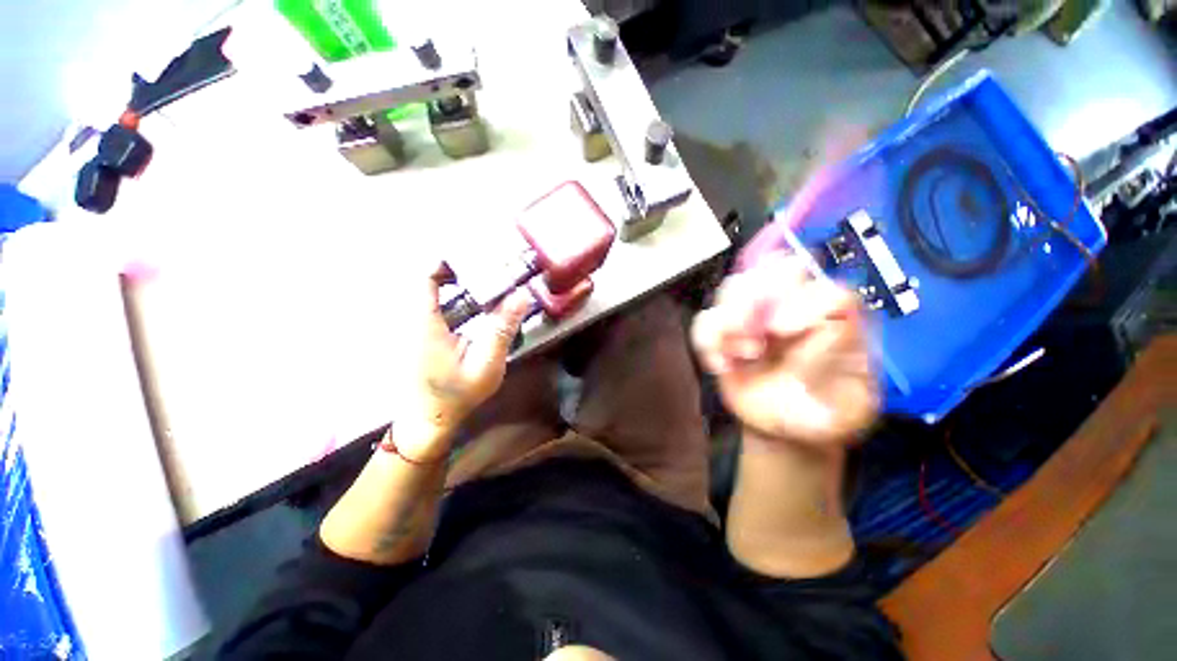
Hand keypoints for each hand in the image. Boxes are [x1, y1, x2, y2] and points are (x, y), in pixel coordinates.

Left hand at [396, 264, 531, 459]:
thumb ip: (502, 328)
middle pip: (429, 279)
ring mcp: (416, 327)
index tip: (475, 254)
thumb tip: (521, 295)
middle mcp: (415, 318)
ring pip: (432, 291)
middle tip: (490, 266)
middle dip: (458, 268)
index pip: (425, 276)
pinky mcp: (422, 335)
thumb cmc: (457, 394)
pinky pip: (436, 305)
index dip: (445, 260)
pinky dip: (455, 297)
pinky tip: (479, 305)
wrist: (430, 420)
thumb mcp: (486, 363)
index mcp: (425, 321)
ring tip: (489, 280)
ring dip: (458, 282)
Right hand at [691, 254, 877, 445]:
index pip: (827, 290)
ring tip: (741, 354)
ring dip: (729, 318)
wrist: (784, 429)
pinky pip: (705, 321)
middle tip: (749, 331)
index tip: (780, 332)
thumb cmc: (823, 417)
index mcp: (836, 321)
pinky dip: (707, 341)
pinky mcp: (726, 334)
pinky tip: (721, 366)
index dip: (802, 302)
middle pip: (776, 270)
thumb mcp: (851, 404)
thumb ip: (840, 366)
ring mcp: (757, 318)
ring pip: (734, 288)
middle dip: (757, 296)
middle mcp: (796, 309)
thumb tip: (823, 328)